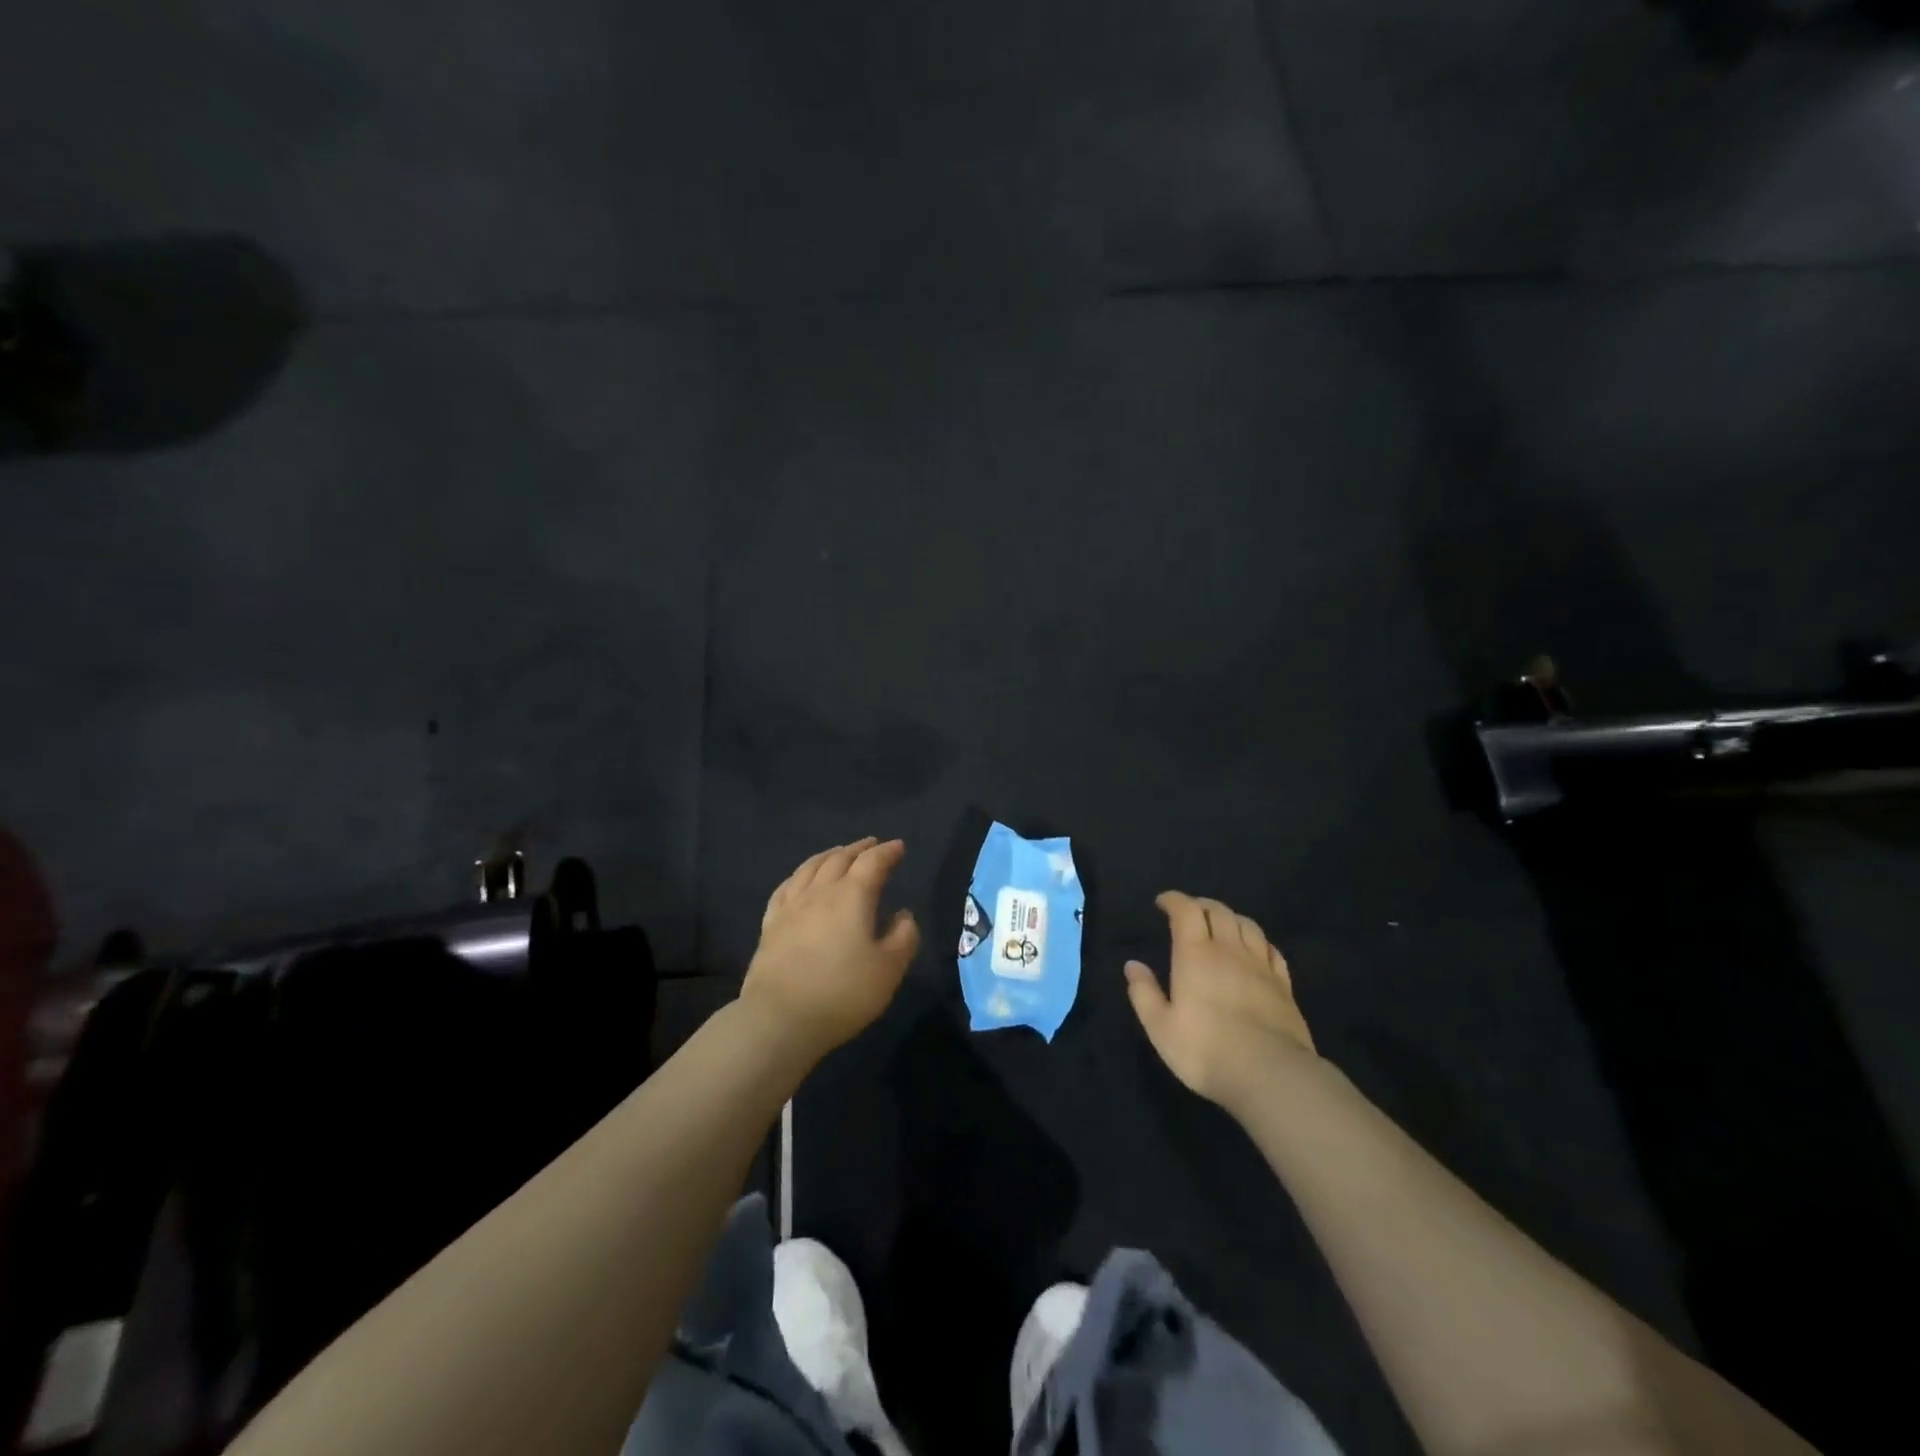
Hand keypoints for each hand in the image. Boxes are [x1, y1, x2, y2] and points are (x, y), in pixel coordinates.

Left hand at [742, 838, 920, 1059]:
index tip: (899, 847)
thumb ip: (903, 937)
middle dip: (859, 848)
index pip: (872, 863)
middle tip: (872, 845)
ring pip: (811, 867)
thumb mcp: (889, 969)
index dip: (888, 852)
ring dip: (830, 855)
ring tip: (839, 853)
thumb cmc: (843, 993)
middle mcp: (820, 892)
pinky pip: (786, 887)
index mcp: (852, 896)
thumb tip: (903, 915)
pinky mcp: (771, 925)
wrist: (780, 1018)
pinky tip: (801, 880)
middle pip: (840, 859)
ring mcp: (791, 906)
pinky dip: (800, 875)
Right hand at [1125, 892, 1314, 1112]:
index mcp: (1195, 954)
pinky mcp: (1284, 985)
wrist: (1270, 1075)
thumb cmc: (1205, 1050)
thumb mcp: (1160, 1027)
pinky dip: (1258, 941)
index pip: (1186, 910)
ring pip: (1247, 926)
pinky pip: (1272, 950)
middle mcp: (1229, 950)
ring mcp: (1261, 966)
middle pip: (1219, 911)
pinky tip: (1255, 949)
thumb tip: (1133, 965)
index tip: (1162, 902)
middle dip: (1201, 905)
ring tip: (1221, 925)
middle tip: (1189, 911)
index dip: (1174, 900)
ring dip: (1231, 918)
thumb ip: (1144, 993)